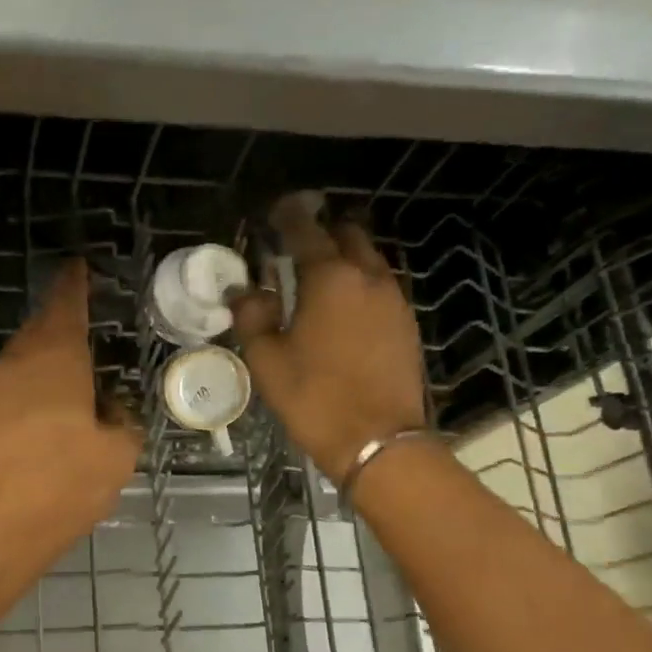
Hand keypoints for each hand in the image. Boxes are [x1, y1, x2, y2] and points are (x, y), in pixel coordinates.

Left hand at [0, 259, 141, 555]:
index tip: (79, 267)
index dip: (75, 285)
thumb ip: (122, 425)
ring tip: (67, 378)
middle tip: (79, 322)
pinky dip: (26, 396)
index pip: (66, 306)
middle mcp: (15, 366)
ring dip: (42, 363)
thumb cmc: (61, 487)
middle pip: (38, 331)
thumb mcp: (116, 457)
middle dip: (58, 322)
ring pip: (19, 364)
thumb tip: (112, 414)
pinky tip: (40, 422)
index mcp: (55, 360)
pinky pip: (6, 395)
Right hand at [232, 191, 428, 482]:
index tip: (274, 212)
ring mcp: (394, 299)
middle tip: (296, 244)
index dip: (288, 216)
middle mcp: (367, 277)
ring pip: (369, 259)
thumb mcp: (267, 361)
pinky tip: (343, 308)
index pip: (306, 231)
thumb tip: (244, 291)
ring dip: (344, 257)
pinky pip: (381, 286)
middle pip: (348, 235)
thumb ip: (252, 317)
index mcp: (329, 279)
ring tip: (318, 276)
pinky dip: (360, 283)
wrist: (378, 440)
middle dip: (323, 231)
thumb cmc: (314, 398)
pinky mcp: (406, 323)